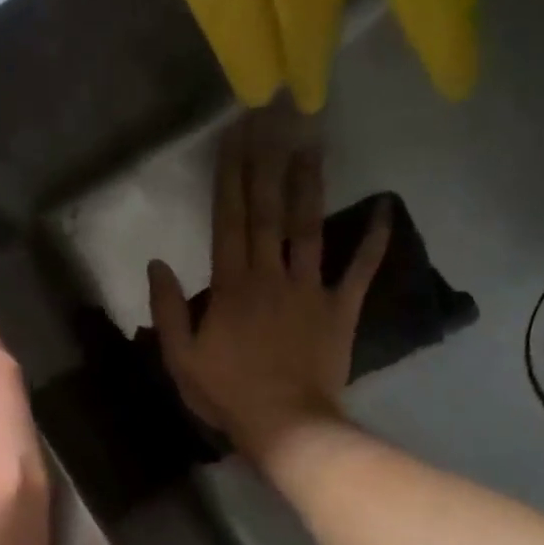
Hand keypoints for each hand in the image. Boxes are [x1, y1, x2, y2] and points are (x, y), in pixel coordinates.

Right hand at [148, 117, 389, 465]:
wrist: (285, 426)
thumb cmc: (227, 394)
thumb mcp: (180, 358)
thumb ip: (167, 309)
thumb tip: (158, 262)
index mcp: (231, 285)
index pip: (228, 219)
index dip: (230, 176)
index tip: (234, 137)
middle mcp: (271, 275)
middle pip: (268, 211)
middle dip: (267, 162)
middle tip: (273, 118)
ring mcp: (310, 289)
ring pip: (310, 228)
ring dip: (311, 185)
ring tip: (312, 144)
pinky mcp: (340, 309)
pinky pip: (360, 270)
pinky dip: (374, 241)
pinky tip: (386, 208)